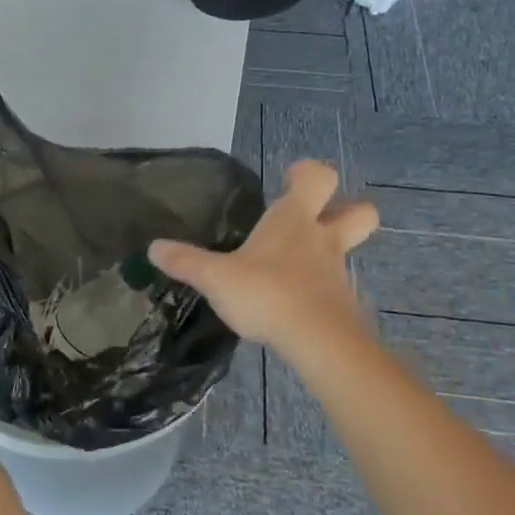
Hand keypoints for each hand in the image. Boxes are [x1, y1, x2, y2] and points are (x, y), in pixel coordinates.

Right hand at [150, 160, 377, 362]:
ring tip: (297, 266)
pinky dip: (323, 288)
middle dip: (346, 208)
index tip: (289, 179)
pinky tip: (298, 302)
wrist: (317, 341)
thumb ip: (186, 261)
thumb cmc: (267, 293)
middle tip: (316, 217)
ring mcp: (338, 272)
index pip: (318, 178)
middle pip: (360, 211)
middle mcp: (322, 239)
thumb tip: (153, 247)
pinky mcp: (343, 304)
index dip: (307, 173)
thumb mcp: (215, 278)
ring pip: (350, 250)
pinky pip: (338, 286)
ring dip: (331, 251)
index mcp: (294, 220)